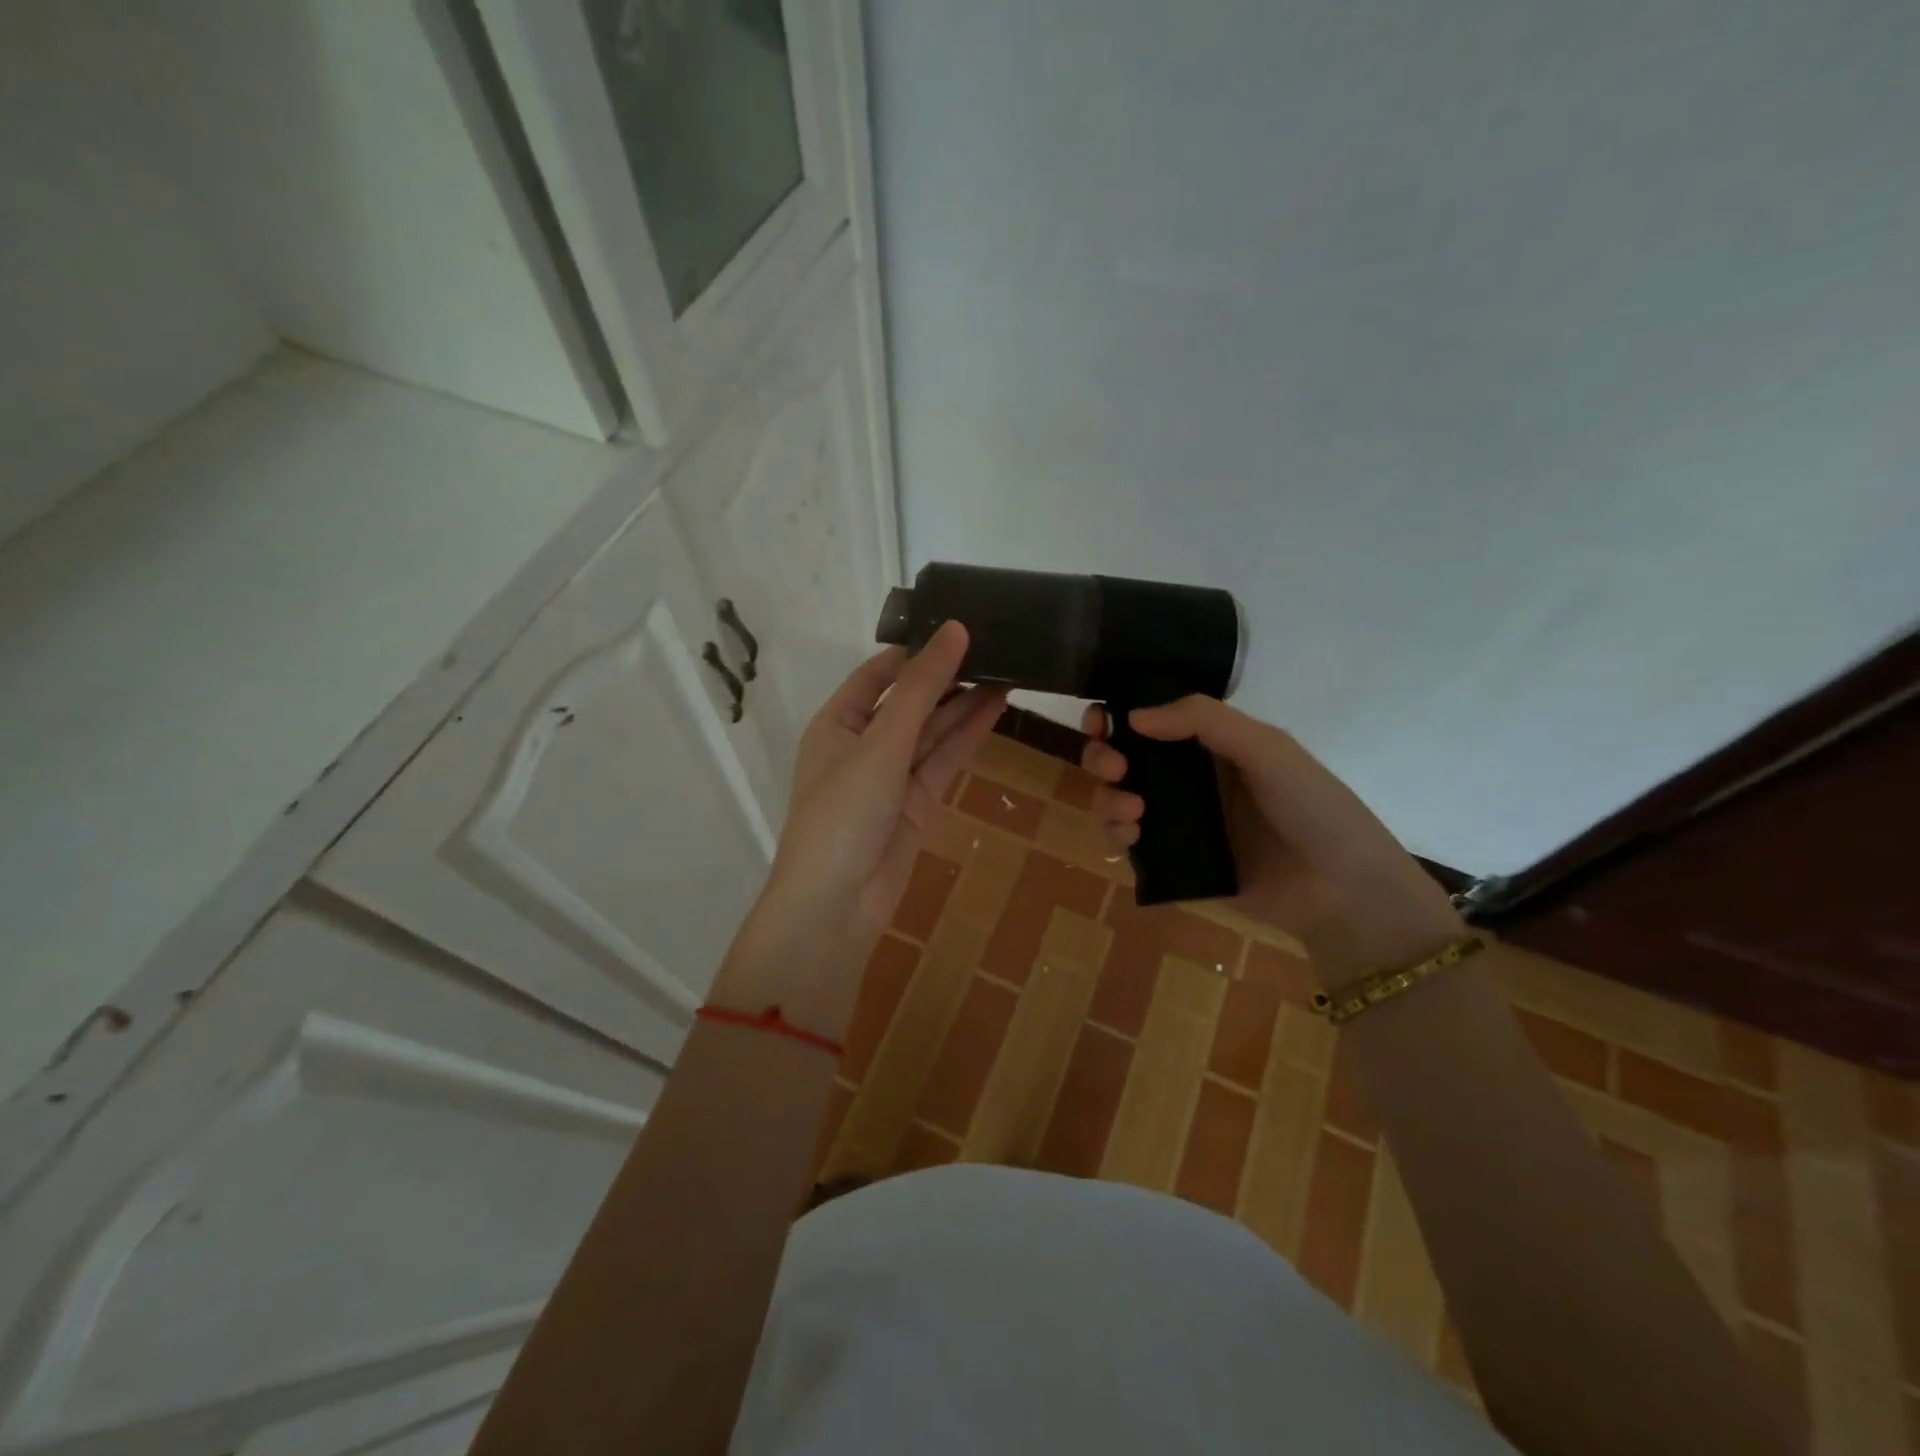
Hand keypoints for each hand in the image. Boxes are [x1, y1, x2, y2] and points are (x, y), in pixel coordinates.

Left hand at [714, 622, 1005, 1034]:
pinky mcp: (916, 804)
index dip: (916, 650)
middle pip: (910, 700)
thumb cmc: (844, 812)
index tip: (959, 626)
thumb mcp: (881, 742)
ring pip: (932, 731)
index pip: (878, 674)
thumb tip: (954, 630)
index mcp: (837, 722)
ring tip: (1009, 669)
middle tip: (996, 646)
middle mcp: (863, 744)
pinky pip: (943, 760)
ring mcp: (891, 776)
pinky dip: (968, 736)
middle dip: (948, 676)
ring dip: (965, 704)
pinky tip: (997, 708)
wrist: (837, 905)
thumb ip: (921, 688)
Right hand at [1082, 697, 1462, 981]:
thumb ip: (1203, 721)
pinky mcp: (1174, 862)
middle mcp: (1189, 779)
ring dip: (1108, 797)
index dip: (1117, 716)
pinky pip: (1129, 842)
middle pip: (1124, 758)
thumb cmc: (1312, 806)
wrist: (1342, 889)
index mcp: (1211, 745)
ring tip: (1132, 810)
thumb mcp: (1266, 748)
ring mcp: (1179, 822)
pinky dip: (1116, 833)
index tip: (1099, 721)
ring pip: (1118, 799)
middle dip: (1104, 756)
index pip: (1150, 721)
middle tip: (1113, 767)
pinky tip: (1131, 835)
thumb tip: (1133, 715)